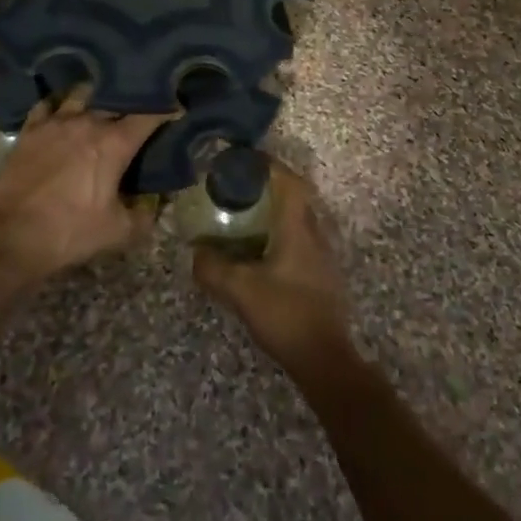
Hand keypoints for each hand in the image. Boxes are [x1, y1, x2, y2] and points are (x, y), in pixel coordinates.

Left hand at [0, 87, 170, 283]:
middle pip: (117, 99)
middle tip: (142, 106)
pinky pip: (48, 104)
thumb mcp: (118, 232)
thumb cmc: (69, 232)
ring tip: (104, 101)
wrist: (10, 236)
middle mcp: (88, 122)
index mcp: (114, 142)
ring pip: (83, 93)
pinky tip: (63, 108)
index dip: (167, 110)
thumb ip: (145, 215)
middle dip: (133, 101)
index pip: (149, 115)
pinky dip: (60, 103)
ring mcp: (56, 121)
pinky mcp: (31, 129)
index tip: (178, 108)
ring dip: (97, 97)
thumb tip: (159, 203)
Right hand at [193, 162, 351, 367]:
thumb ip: (213, 269)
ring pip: (299, 219)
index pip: (289, 181)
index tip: (245, 161)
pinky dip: (281, 234)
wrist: (325, 359)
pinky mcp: (322, 274)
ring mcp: (322, 255)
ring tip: (246, 217)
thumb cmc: (286, 314)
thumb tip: (196, 252)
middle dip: (269, 187)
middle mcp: (314, 233)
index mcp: (298, 227)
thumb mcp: (241, 291)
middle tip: (240, 189)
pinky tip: (262, 252)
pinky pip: (301, 239)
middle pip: (296, 196)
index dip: (269, 166)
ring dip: (276, 212)